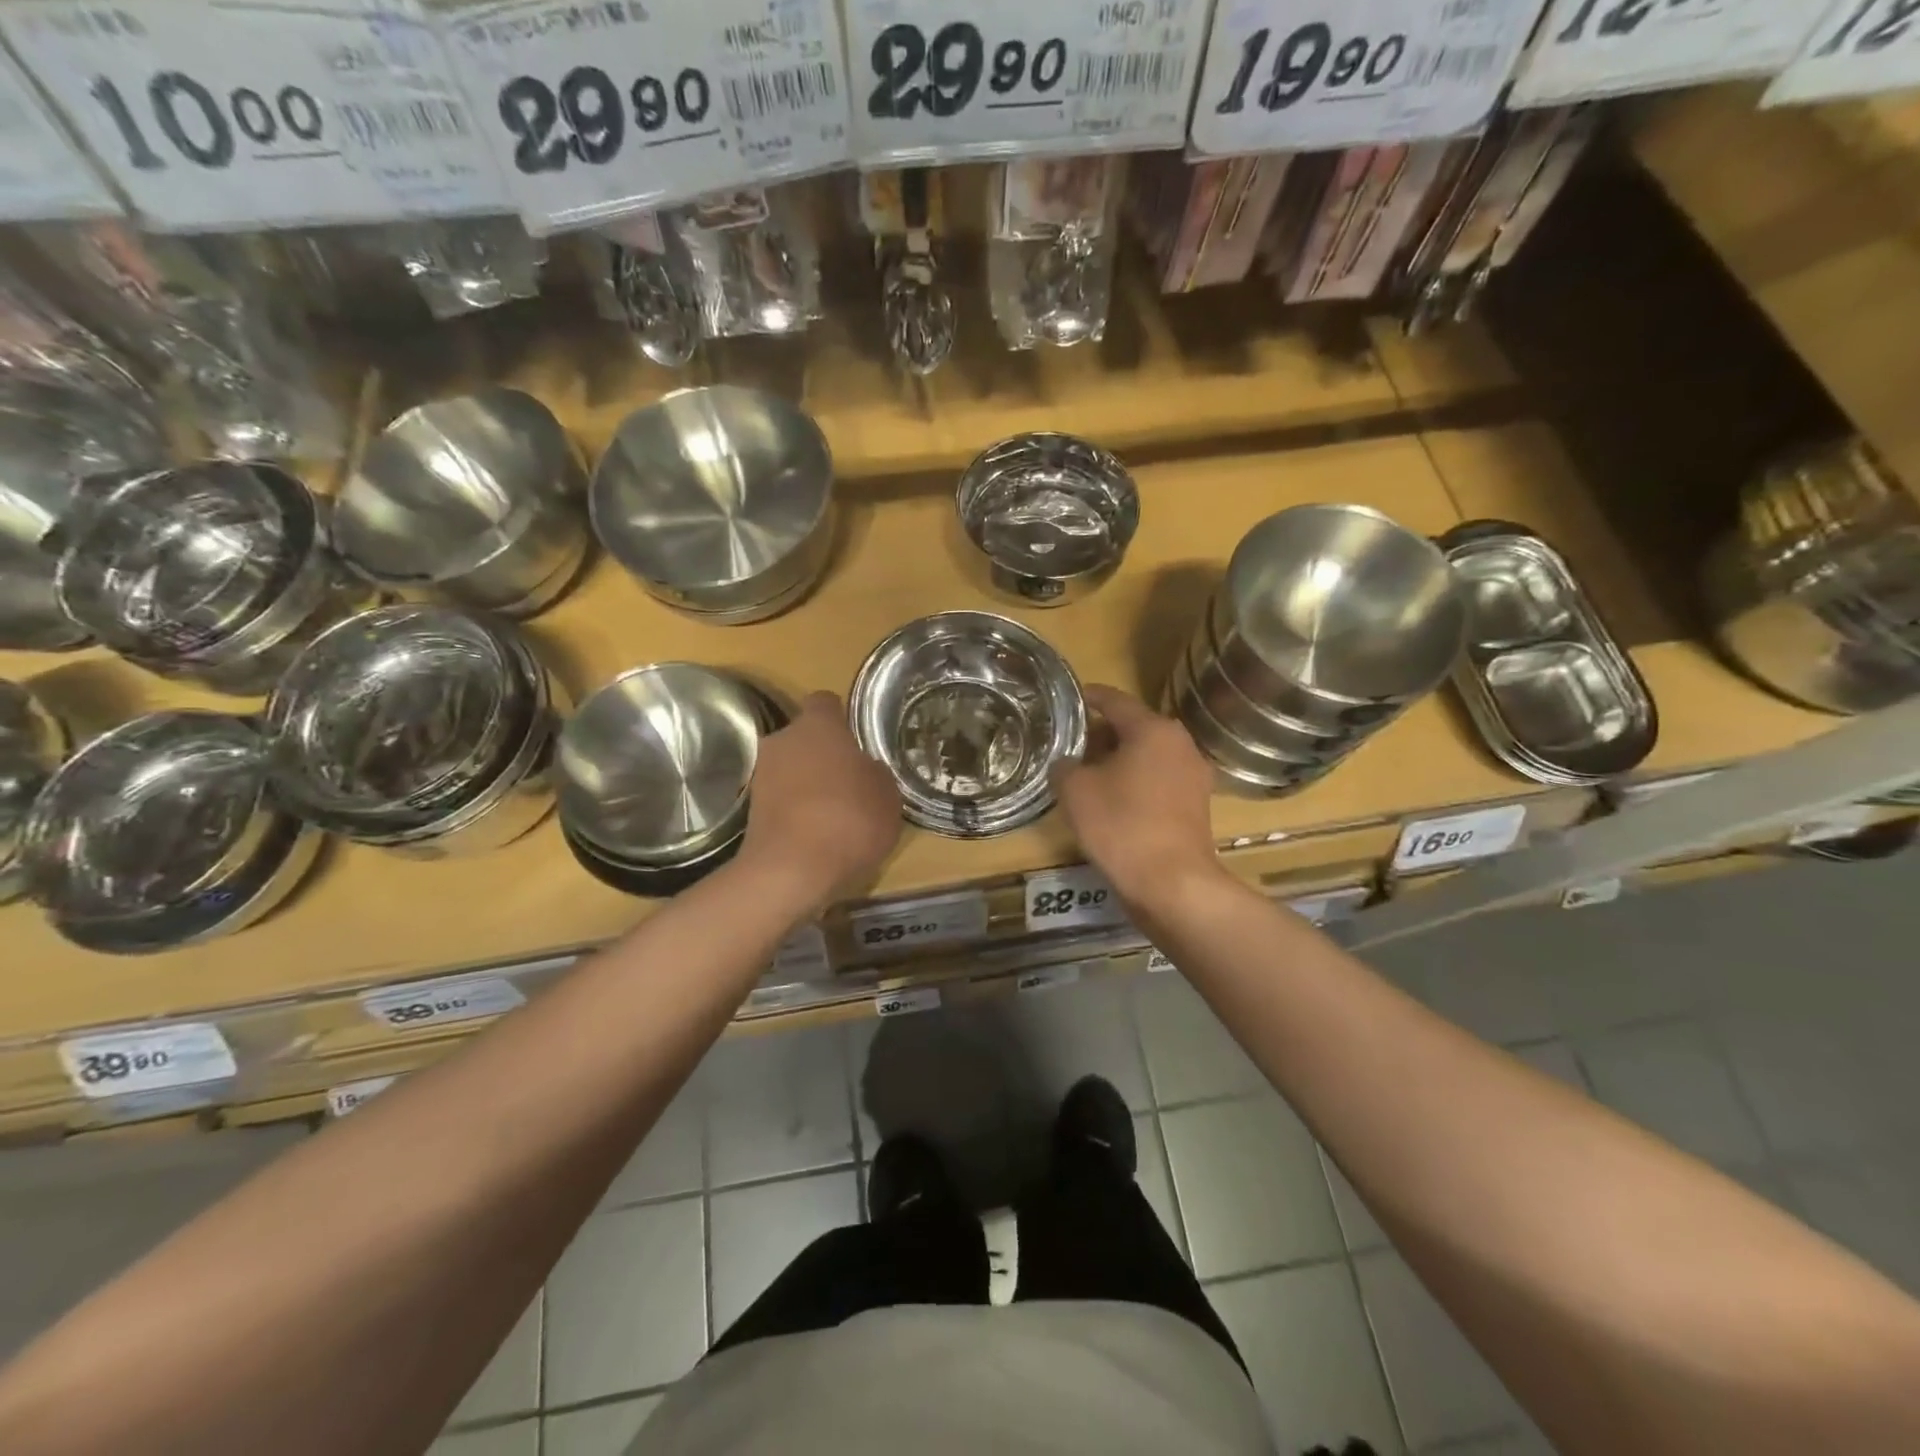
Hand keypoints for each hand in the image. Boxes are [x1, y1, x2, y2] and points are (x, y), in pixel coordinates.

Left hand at [739, 692, 900, 911]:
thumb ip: (876, 774)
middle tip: (850, 780)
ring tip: (835, 813)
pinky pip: (782, 799)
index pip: (826, 702)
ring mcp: (761, 775)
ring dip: (808, 784)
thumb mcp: (887, 795)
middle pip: (805, 738)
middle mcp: (783, 740)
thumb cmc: (849, 819)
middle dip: (824, 754)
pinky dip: (797, 810)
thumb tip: (865, 770)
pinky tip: (817, 834)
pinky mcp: (751, 810)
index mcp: (818, 725)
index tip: (855, 738)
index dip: (841, 718)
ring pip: (791, 769)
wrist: (791, 870)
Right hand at [1052, 684, 1221, 911]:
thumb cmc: (1121, 824)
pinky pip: (1159, 781)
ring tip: (1088, 773)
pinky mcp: (1197, 806)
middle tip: (1072, 743)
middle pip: (1135, 728)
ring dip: (1120, 760)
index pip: (1115, 701)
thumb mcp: (1076, 791)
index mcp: (1153, 729)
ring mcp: (1194, 776)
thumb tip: (1067, 764)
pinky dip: (1137, 782)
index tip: (1072, 698)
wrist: (1172, 882)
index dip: (1090, 697)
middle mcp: (1180, 744)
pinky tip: (1114, 800)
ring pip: (1149, 756)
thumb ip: (1065, 766)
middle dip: (1103, 733)